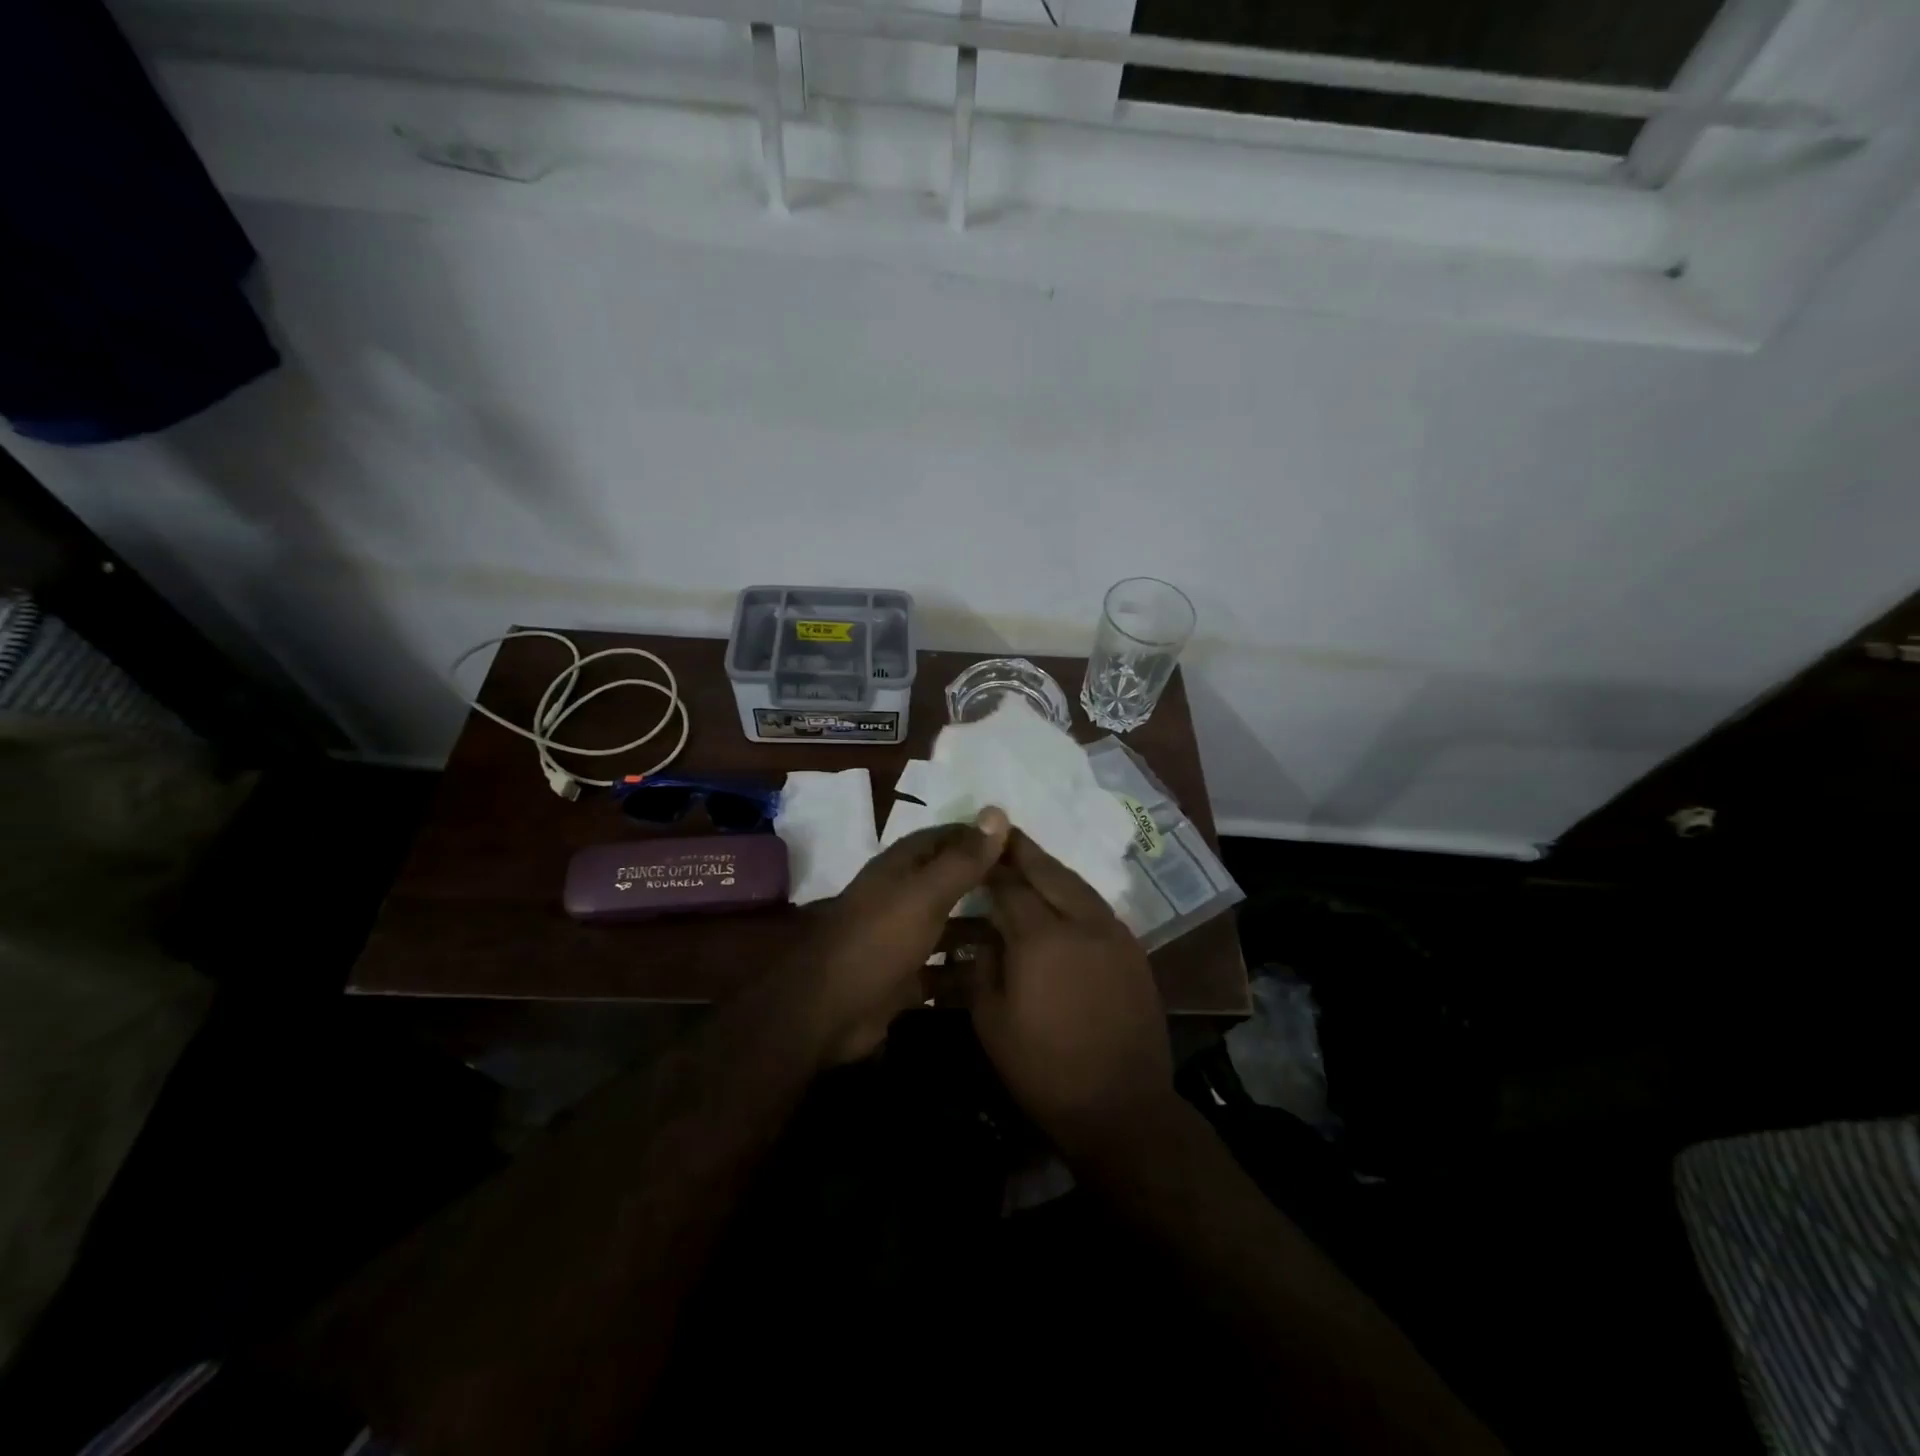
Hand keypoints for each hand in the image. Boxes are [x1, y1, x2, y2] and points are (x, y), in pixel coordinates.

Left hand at [796, 808, 1009, 1063]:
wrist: (828, 1010)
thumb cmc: (879, 940)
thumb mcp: (925, 894)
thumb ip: (962, 859)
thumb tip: (997, 812)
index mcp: (901, 868)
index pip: (947, 838)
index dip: (981, 838)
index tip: (1023, 845)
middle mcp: (901, 897)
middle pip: (950, 883)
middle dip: (987, 885)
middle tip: (1035, 894)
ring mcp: (902, 939)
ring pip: (949, 927)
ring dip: (980, 930)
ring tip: (1027, 936)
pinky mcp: (904, 978)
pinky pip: (942, 970)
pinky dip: (965, 971)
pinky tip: (1000, 976)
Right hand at [972, 830, 1175, 1155]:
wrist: (1121, 1106)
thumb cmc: (1043, 1069)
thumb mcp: (991, 1021)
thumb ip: (981, 966)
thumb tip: (983, 934)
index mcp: (1041, 938)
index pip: (1009, 886)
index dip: (990, 867)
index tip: (974, 850)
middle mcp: (1081, 922)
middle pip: (1049, 872)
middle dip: (1023, 851)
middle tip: (1003, 831)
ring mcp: (1113, 933)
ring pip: (1078, 884)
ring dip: (1051, 868)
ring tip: (1029, 858)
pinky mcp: (1133, 950)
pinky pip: (1097, 906)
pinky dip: (1074, 892)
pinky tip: (1062, 897)